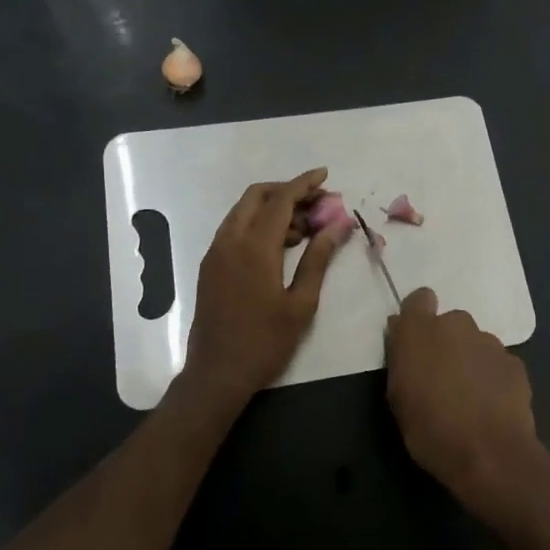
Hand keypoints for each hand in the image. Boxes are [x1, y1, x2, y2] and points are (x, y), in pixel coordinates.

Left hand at [183, 169, 350, 404]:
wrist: (216, 374)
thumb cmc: (265, 342)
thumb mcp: (301, 303)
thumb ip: (319, 258)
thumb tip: (340, 225)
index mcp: (254, 248)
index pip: (281, 200)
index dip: (304, 183)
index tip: (325, 175)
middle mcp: (229, 241)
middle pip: (256, 196)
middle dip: (287, 191)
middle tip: (317, 204)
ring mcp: (215, 252)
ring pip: (243, 211)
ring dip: (273, 208)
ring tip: (306, 229)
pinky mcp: (210, 265)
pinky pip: (234, 229)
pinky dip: (258, 224)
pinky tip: (281, 245)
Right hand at [385, 288, 545, 512]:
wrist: (490, 455)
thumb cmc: (430, 429)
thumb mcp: (397, 397)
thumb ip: (401, 358)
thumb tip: (401, 334)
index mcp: (421, 330)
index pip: (419, 299)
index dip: (418, 316)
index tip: (416, 340)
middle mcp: (457, 325)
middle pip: (450, 323)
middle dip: (446, 343)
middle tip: (442, 378)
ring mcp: (490, 342)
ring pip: (475, 343)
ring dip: (470, 360)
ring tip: (469, 397)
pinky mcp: (515, 363)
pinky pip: (497, 363)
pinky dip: (492, 377)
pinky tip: (491, 406)